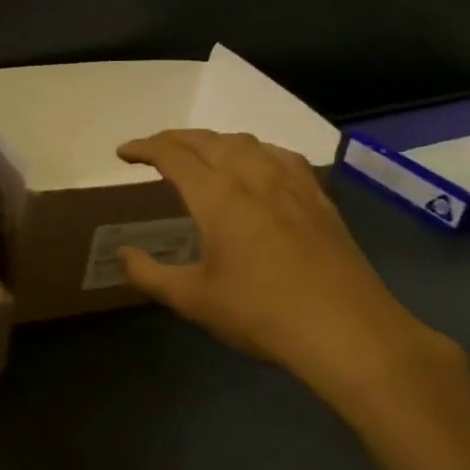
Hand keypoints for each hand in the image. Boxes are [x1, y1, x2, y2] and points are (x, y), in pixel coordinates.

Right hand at [115, 129, 463, 420]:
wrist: (346, 330)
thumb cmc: (261, 314)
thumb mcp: (193, 300)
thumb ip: (150, 275)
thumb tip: (123, 255)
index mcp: (218, 196)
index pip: (173, 154)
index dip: (144, 148)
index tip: (123, 153)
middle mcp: (253, 176)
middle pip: (207, 140)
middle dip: (174, 139)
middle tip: (152, 150)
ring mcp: (291, 183)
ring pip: (245, 142)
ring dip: (212, 141)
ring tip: (197, 154)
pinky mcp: (318, 197)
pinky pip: (278, 155)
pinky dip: (252, 150)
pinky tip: (255, 167)